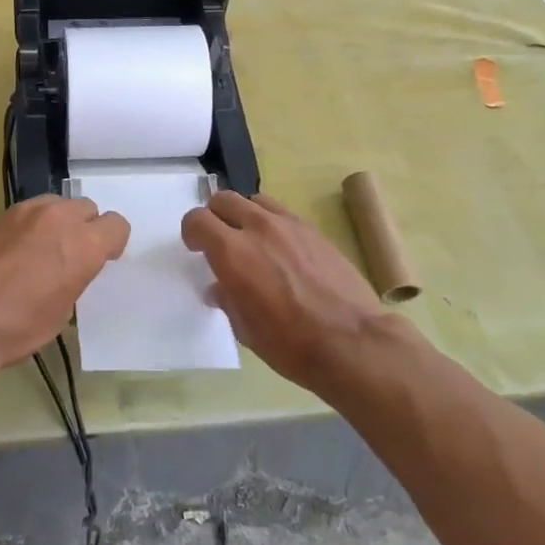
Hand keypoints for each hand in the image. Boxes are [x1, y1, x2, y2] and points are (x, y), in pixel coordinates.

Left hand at [0, 196, 129, 380]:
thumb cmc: (18, 327)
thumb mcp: (62, 310)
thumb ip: (75, 277)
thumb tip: (68, 269)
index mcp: (84, 245)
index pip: (117, 225)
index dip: (112, 243)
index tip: (101, 260)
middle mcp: (59, 218)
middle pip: (87, 208)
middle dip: (85, 228)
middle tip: (70, 256)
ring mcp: (27, 212)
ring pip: (57, 204)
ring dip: (58, 222)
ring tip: (42, 250)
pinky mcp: (0, 215)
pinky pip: (29, 212)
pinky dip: (31, 226)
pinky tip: (16, 251)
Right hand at [181, 191, 412, 390]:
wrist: (352, 343)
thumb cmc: (291, 345)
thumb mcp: (245, 329)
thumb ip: (228, 299)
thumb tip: (221, 287)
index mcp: (232, 252)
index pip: (197, 220)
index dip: (191, 233)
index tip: (197, 249)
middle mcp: (257, 228)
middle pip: (223, 200)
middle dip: (215, 217)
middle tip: (220, 242)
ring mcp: (289, 226)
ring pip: (254, 201)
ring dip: (244, 215)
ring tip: (251, 241)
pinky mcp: (314, 231)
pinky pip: (282, 214)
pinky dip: (272, 224)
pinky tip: (281, 251)